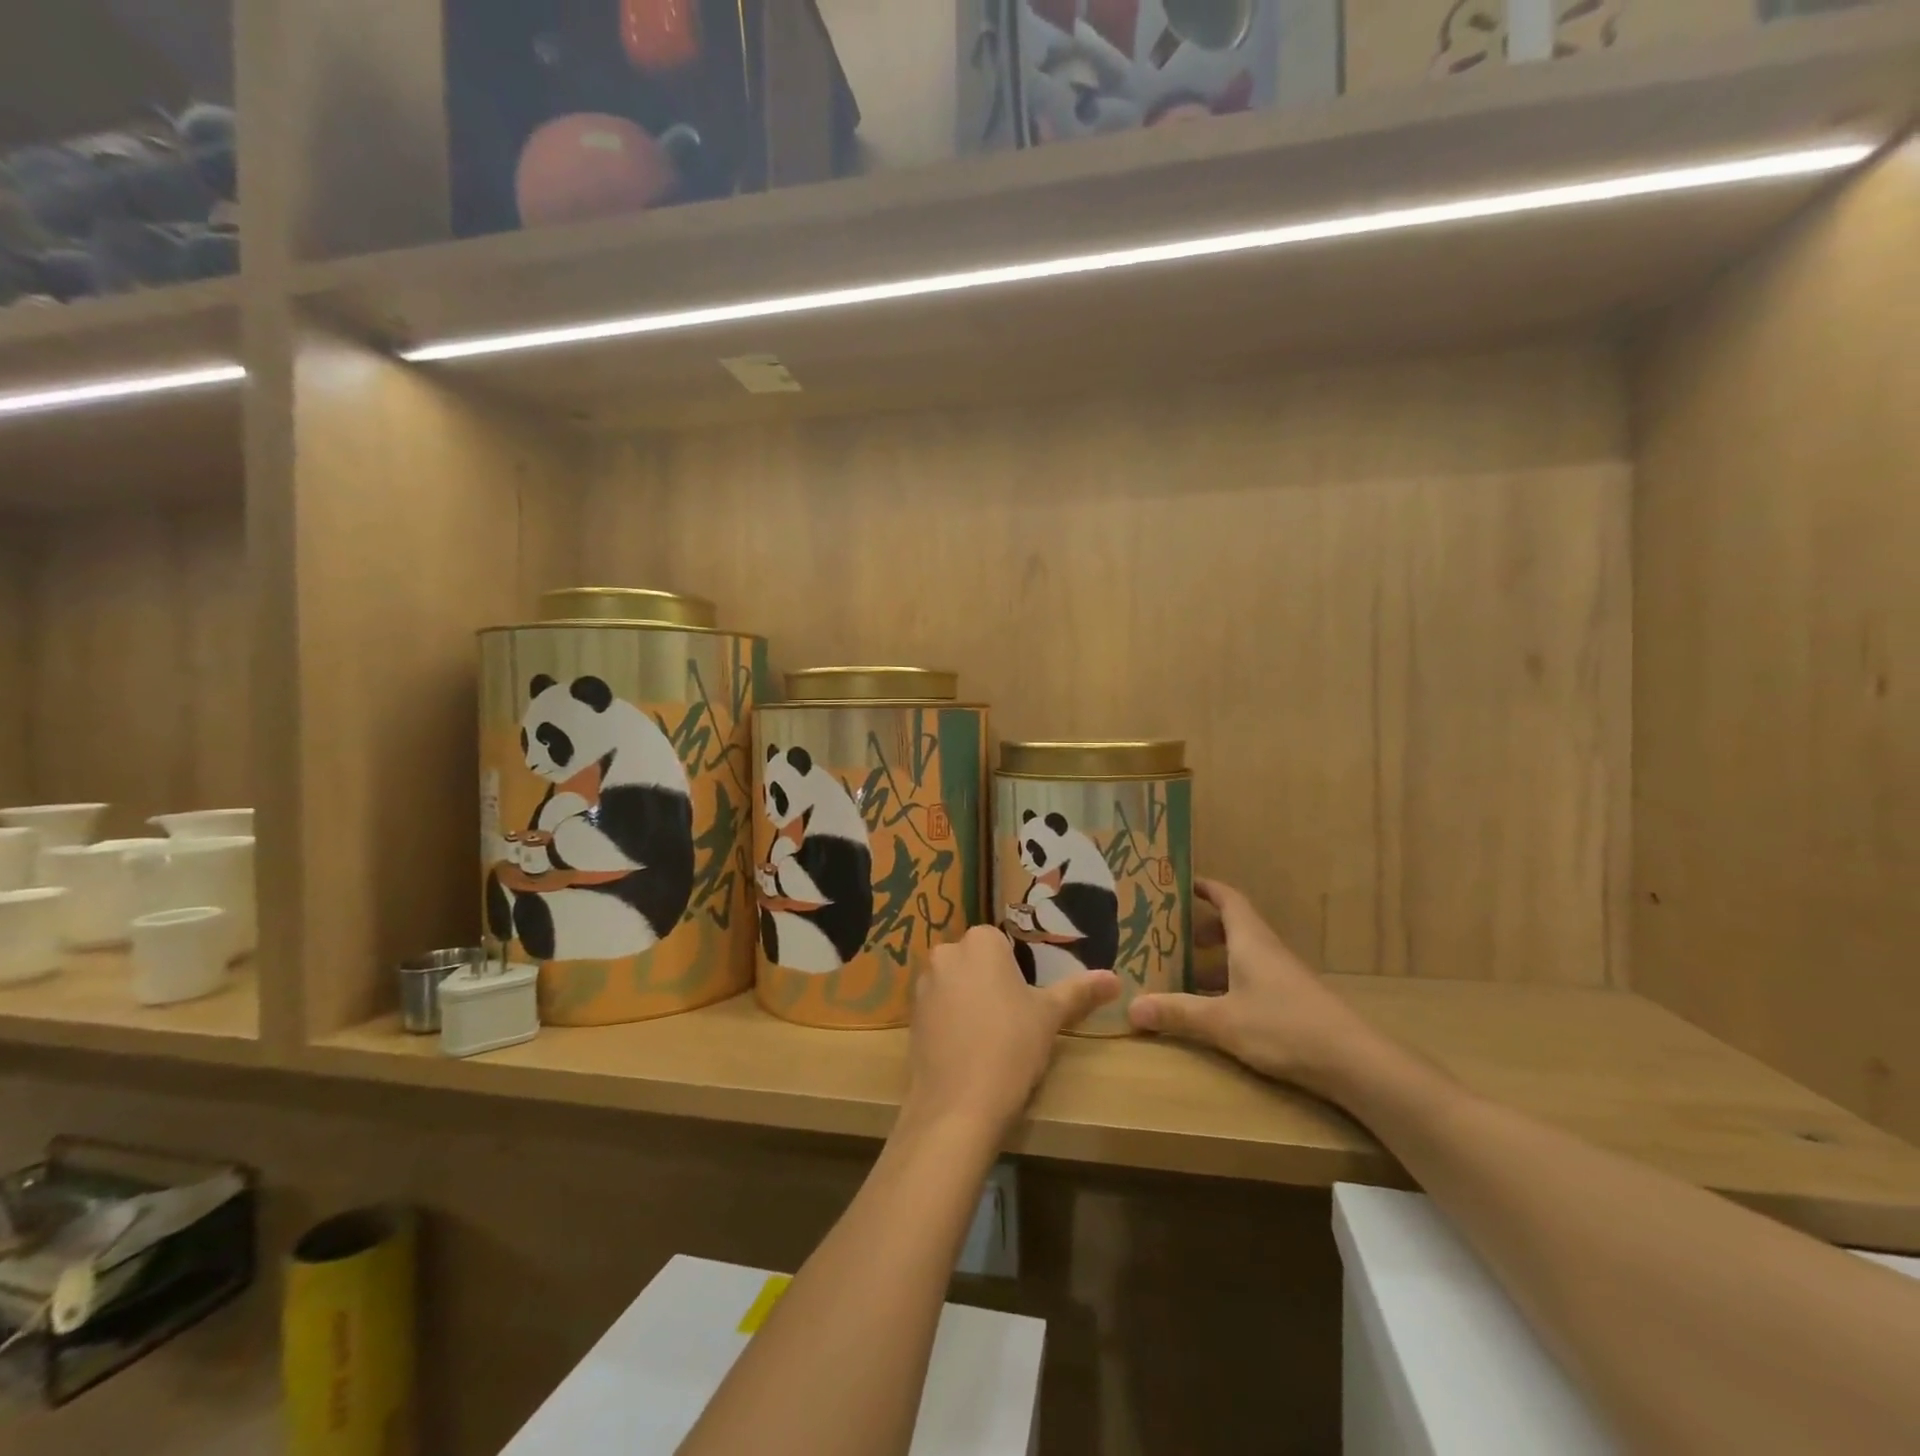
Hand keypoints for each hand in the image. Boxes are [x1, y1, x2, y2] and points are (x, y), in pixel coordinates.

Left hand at [905, 926, 1117, 1137]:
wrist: (958, 1104)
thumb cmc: (1011, 1046)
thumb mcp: (1050, 1016)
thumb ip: (1080, 991)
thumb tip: (1115, 978)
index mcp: (980, 942)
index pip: (1001, 944)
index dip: (1016, 973)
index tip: (1028, 1001)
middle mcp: (946, 953)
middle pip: (976, 962)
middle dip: (991, 984)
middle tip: (1014, 1020)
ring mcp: (923, 985)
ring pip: (955, 985)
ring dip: (969, 1002)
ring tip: (991, 1039)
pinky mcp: (910, 1017)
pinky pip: (938, 1010)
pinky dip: (952, 1023)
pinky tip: (968, 1051)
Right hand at [1128, 879, 1380, 1096]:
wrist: (1355, 1062)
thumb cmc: (1284, 1027)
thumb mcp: (1222, 1021)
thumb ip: (1178, 1013)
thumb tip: (1130, 1007)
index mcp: (1250, 940)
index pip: (1227, 898)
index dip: (1205, 887)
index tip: (1180, 884)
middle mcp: (1267, 951)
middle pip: (1234, 926)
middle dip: (1202, 928)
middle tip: (1171, 937)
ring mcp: (1283, 977)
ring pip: (1243, 956)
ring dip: (1215, 960)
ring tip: (1183, 975)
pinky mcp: (1293, 1002)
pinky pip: (1253, 979)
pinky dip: (1230, 983)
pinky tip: (1215, 1009)